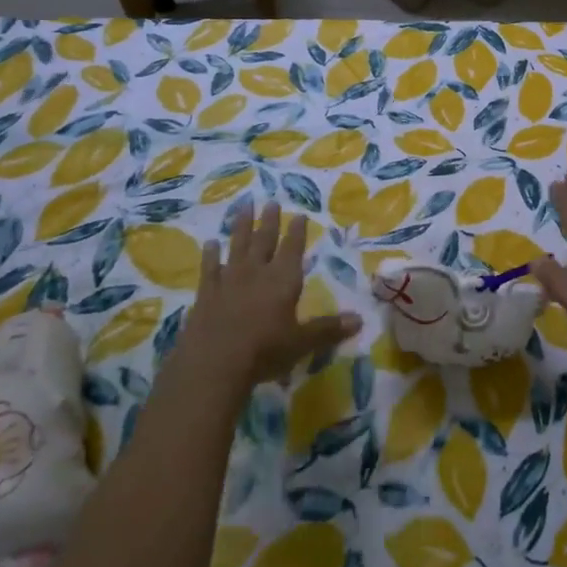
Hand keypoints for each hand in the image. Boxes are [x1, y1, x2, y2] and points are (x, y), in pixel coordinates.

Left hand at [182, 201, 360, 389]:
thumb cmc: (263, 351)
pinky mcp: (206, 293)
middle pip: (265, 240)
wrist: (212, 365)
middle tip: (272, 201)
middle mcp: (257, 272)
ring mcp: (229, 280)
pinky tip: (210, 243)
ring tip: (245, 206)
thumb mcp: (301, 343)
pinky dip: (210, 255)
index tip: (299, 214)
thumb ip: (328, 329)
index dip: (297, 231)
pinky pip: (210, 268)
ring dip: (242, 226)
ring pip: (238, 246)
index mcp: (283, 280)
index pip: (293, 248)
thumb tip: (359, 320)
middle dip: (270, 221)